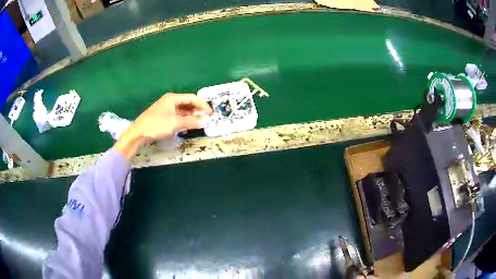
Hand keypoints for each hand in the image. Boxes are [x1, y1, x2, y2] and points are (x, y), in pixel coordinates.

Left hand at [113, 93, 211, 159]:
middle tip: (206, 118)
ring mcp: (165, 109)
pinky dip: (183, 120)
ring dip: (191, 116)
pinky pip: (176, 116)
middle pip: (187, 103)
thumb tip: (205, 121)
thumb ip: (191, 122)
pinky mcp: (162, 117)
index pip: (192, 98)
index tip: (211, 113)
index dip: (202, 105)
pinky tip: (187, 126)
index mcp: (173, 98)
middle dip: (197, 110)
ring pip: (182, 110)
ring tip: (199, 123)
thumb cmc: (157, 125)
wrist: (138, 133)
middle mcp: (169, 101)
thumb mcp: (175, 123)